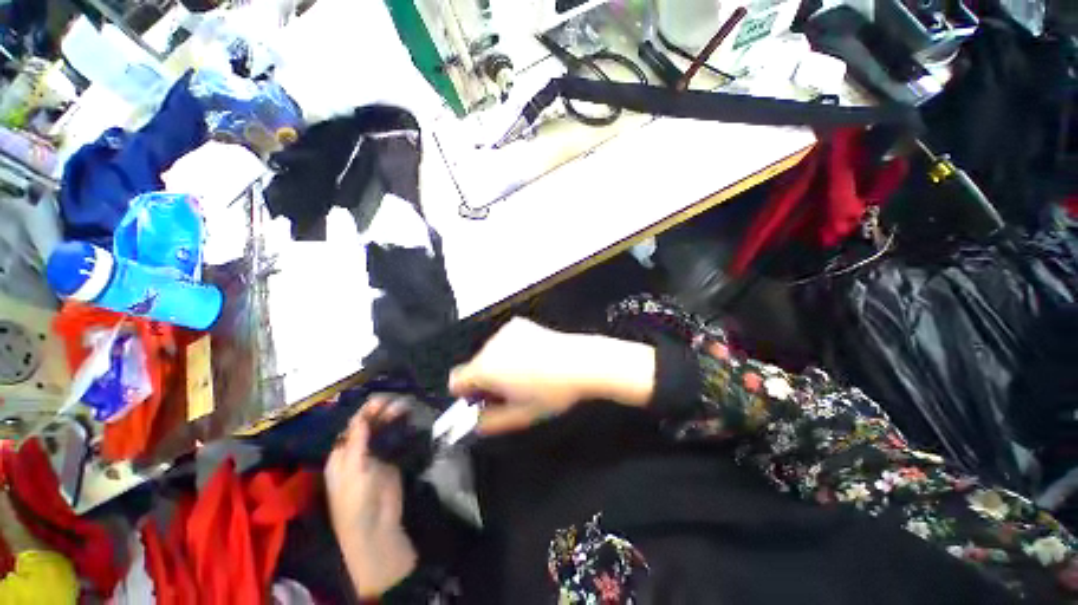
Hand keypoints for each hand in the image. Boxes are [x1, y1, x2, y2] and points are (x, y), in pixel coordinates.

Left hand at [325, 397, 416, 598]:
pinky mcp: (390, 461)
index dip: (364, 413)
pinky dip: (400, 429)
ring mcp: (374, 457)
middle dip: (379, 413)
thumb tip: (362, 416)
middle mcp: (356, 453)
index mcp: (340, 456)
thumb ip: (357, 442)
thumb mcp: (353, 470)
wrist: (376, 527)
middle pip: (367, 428)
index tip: (380, 400)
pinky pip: (394, 441)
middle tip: (395, 401)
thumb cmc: (356, 501)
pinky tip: (408, 419)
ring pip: (382, 432)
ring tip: (404, 406)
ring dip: (391, 419)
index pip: (351, 428)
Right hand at [449, 318, 655, 434]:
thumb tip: (476, 423)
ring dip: (499, 365)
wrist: (581, 362)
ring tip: (526, 374)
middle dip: (486, 380)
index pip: (456, 381)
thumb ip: (490, 423)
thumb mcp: (520, 416)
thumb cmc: (552, 391)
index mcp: (486, 368)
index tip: (482, 401)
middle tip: (510, 392)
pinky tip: (533, 358)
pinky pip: (505, 341)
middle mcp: (491, 346)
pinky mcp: (520, 324)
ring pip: (491, 354)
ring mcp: (506, 332)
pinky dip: (511, 350)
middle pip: (475, 366)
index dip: (466, 395)